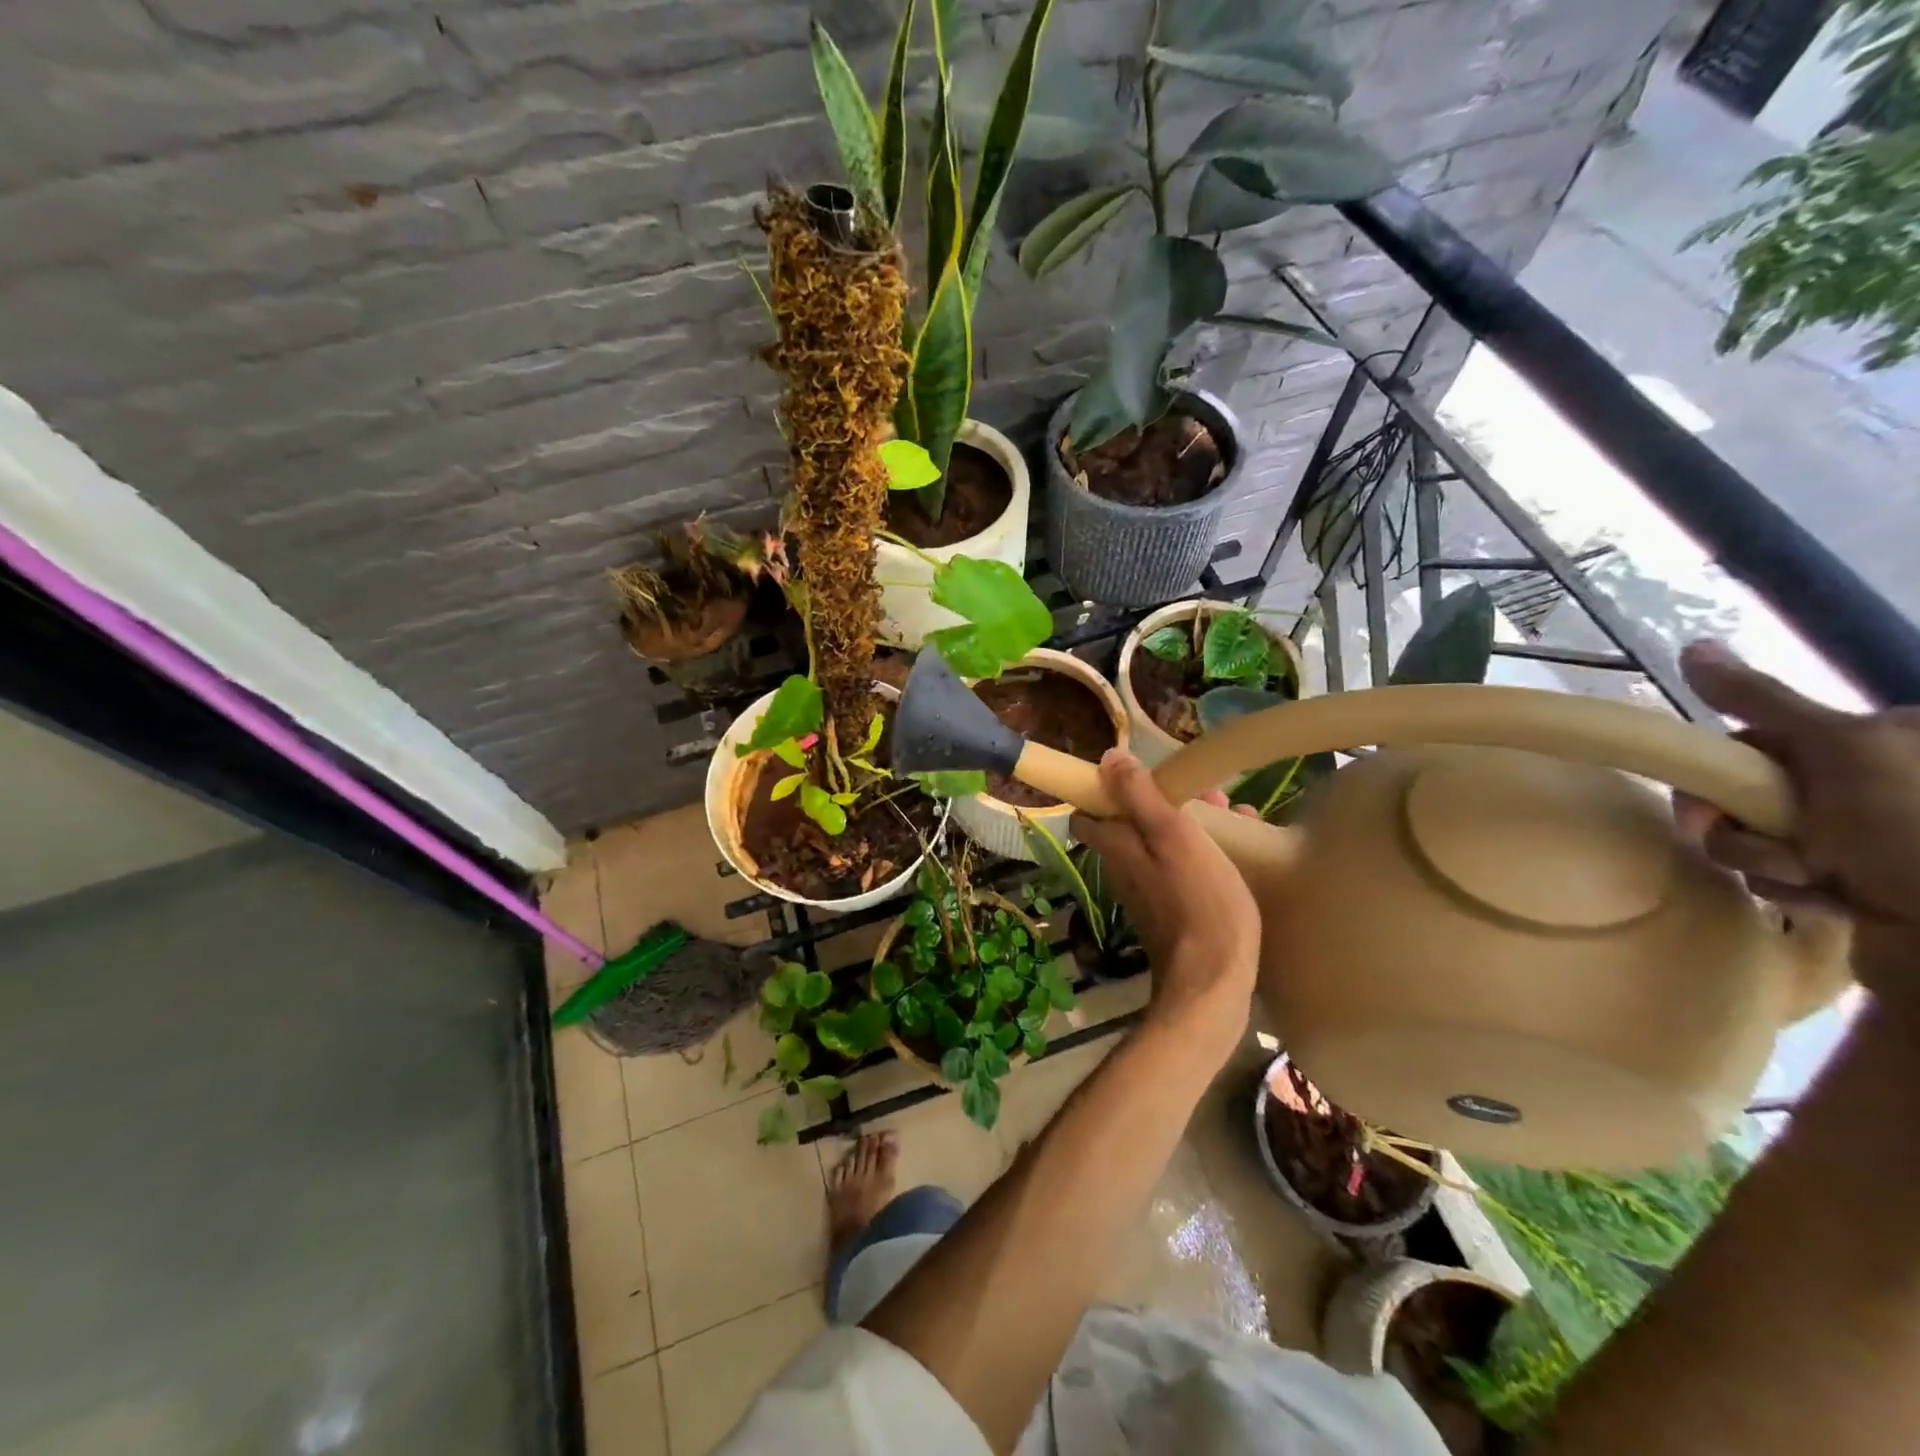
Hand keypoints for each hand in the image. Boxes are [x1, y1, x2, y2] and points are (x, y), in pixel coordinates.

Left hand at [1069, 749, 1260, 1052]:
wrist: (1213, 981)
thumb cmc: (1197, 900)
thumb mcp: (1172, 836)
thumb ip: (1139, 796)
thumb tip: (1108, 758)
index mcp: (1116, 846)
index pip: (1090, 810)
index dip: (1111, 788)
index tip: (1146, 775)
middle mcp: (1123, 868)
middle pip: (1132, 823)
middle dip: (1166, 801)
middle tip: (1209, 793)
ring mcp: (1147, 892)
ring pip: (1160, 843)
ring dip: (1190, 823)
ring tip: (1234, 812)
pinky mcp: (1172, 911)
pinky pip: (1181, 867)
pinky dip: (1202, 852)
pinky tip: (1239, 849)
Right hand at [1676, 641, 1919, 1003]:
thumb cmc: (1914, 834)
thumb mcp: (1840, 751)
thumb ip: (1761, 701)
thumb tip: (1692, 647)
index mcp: (1886, 739)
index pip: (1760, 739)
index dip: (1724, 771)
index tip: (1712, 804)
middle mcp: (1878, 780)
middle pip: (1752, 790)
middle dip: (1741, 827)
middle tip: (1771, 849)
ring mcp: (1870, 835)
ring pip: (1761, 837)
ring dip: (1765, 862)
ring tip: (1815, 882)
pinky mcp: (1865, 882)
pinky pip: (1788, 875)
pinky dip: (1794, 889)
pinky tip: (1830, 901)